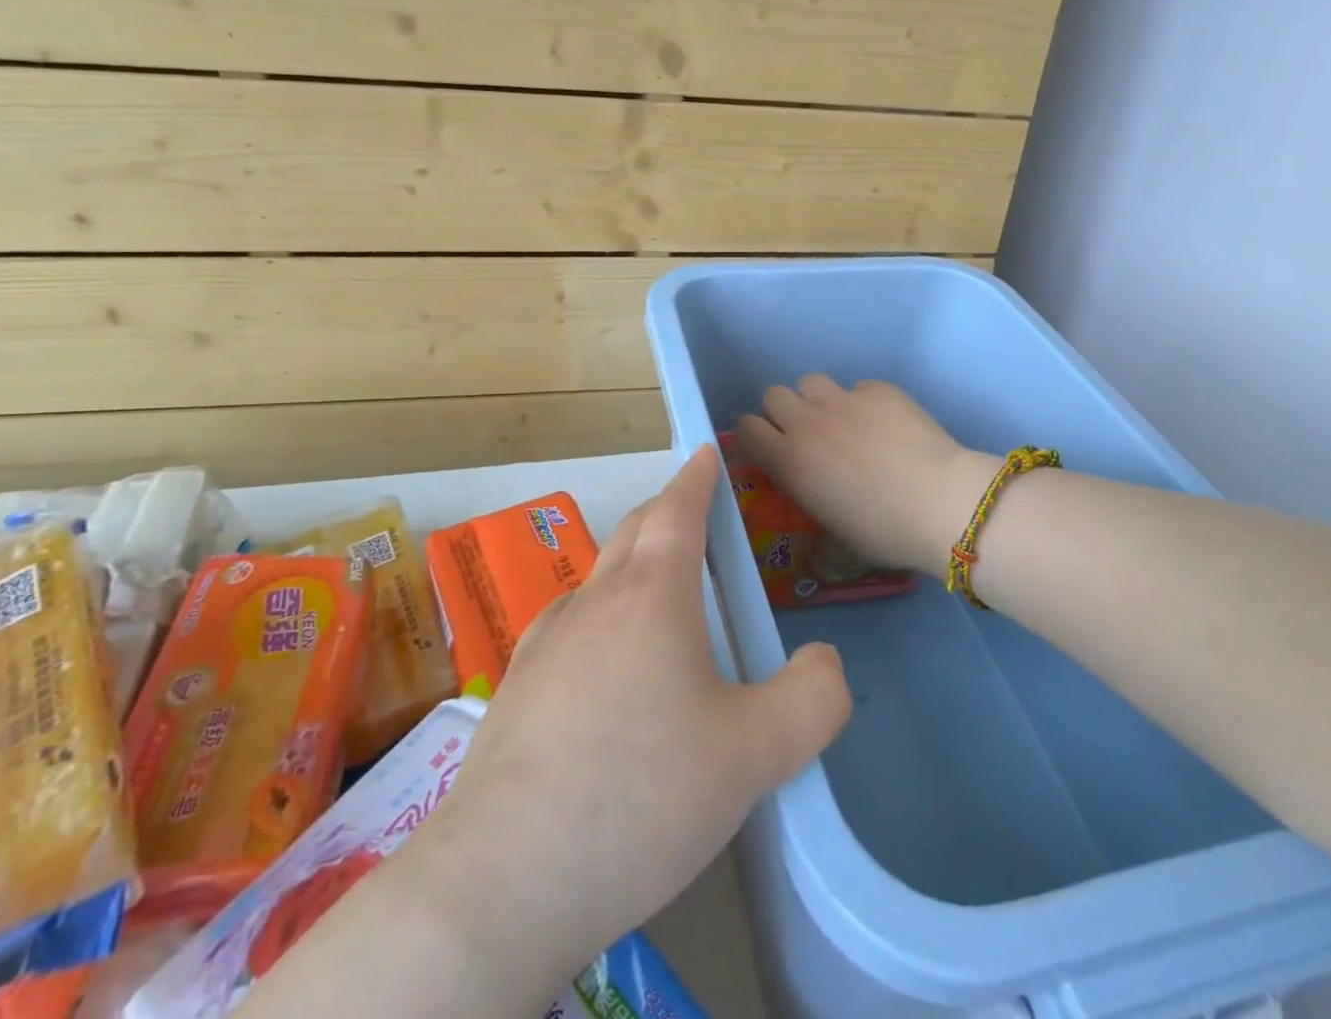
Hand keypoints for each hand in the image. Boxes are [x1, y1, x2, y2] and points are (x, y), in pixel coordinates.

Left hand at [390, 445, 851, 1006]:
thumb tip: (825, 661)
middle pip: (634, 532)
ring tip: (659, 589)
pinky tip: (606, 663)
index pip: (677, 510)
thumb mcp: (755, 754)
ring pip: (599, 577)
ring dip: (633, 563)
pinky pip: (571, 624)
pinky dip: (602, 614)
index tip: (706, 451)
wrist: (505, 878)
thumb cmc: (642, 795)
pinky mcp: (517, 685)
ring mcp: (546, 641)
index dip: (697, 477)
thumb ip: (813, 699)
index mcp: (652, 595)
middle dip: (667, 511)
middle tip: (694, 515)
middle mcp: (595, 601)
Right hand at [735, 376, 997, 579]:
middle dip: (783, 412)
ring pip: (811, 382)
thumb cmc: (883, 532)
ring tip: (841, 423)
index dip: (753, 437)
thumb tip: (814, 560)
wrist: (940, 501)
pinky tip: (884, 425)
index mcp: (788, 460)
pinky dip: (863, 402)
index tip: (768, 452)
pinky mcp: (879, 390)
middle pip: (773, 395)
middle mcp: (808, 422)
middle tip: (806, 436)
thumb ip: (818, 552)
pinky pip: (858, 387)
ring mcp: (844, 400)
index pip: (746, 429)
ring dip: (817, 400)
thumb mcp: (840, 553)